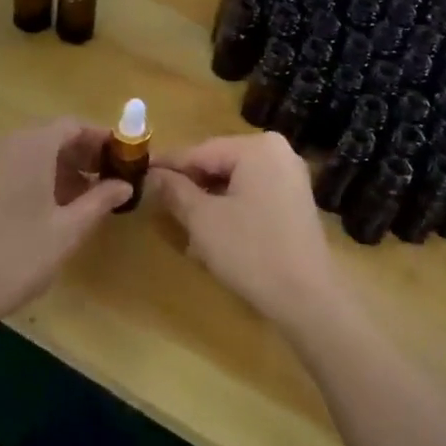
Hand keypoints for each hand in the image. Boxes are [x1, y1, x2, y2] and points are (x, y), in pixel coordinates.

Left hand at [0, 120, 132, 337]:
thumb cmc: (16, 259)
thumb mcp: (67, 232)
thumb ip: (99, 201)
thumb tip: (124, 184)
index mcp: (31, 147)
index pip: (72, 125)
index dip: (99, 139)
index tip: (119, 160)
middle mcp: (2, 144)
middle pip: (47, 135)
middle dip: (78, 155)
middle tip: (100, 183)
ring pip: (24, 152)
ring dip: (52, 167)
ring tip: (72, 200)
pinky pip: (2, 167)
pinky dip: (25, 177)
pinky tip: (34, 210)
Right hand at [150, 133, 345, 332]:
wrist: (308, 297)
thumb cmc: (251, 252)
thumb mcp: (203, 220)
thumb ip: (175, 191)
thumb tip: (153, 174)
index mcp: (257, 147)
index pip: (200, 151)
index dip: (167, 164)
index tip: (138, 172)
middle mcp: (278, 152)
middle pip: (219, 163)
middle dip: (190, 185)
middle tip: (157, 201)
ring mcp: (290, 177)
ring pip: (235, 181)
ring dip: (208, 200)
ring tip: (182, 222)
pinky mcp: (295, 202)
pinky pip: (253, 194)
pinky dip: (231, 208)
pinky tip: (211, 233)